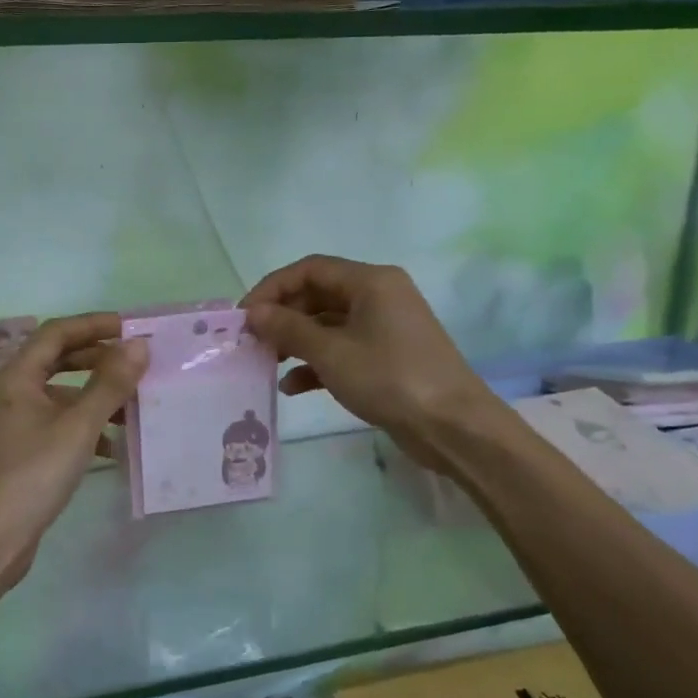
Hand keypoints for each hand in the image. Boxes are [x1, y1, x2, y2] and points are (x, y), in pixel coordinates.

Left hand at [0, 313, 147, 588]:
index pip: (56, 333)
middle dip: (96, 360)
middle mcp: (7, 393)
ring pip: (57, 396)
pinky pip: (53, 425)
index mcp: (15, 377)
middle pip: (56, 361)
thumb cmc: (31, 475)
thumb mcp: (78, 427)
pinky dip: (81, 427)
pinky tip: (109, 447)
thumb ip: (110, 384)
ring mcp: (8, 425)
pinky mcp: (14, 453)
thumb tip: (138, 345)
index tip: (130, 328)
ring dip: (93, 397)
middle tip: (134, 365)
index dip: (94, 325)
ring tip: (131, 409)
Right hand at [241, 256, 489, 469]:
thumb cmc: (390, 378)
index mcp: (371, 281)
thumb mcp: (331, 352)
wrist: (453, 427)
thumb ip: (288, 329)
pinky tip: (293, 386)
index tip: (244, 316)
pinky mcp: (386, 356)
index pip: (310, 269)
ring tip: (267, 362)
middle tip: (252, 341)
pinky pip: (343, 348)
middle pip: (318, 295)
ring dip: (296, 341)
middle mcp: (379, 296)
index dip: (272, 288)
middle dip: (283, 316)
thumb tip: (254, 313)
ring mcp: (384, 327)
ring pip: (328, 324)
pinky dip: (317, 362)